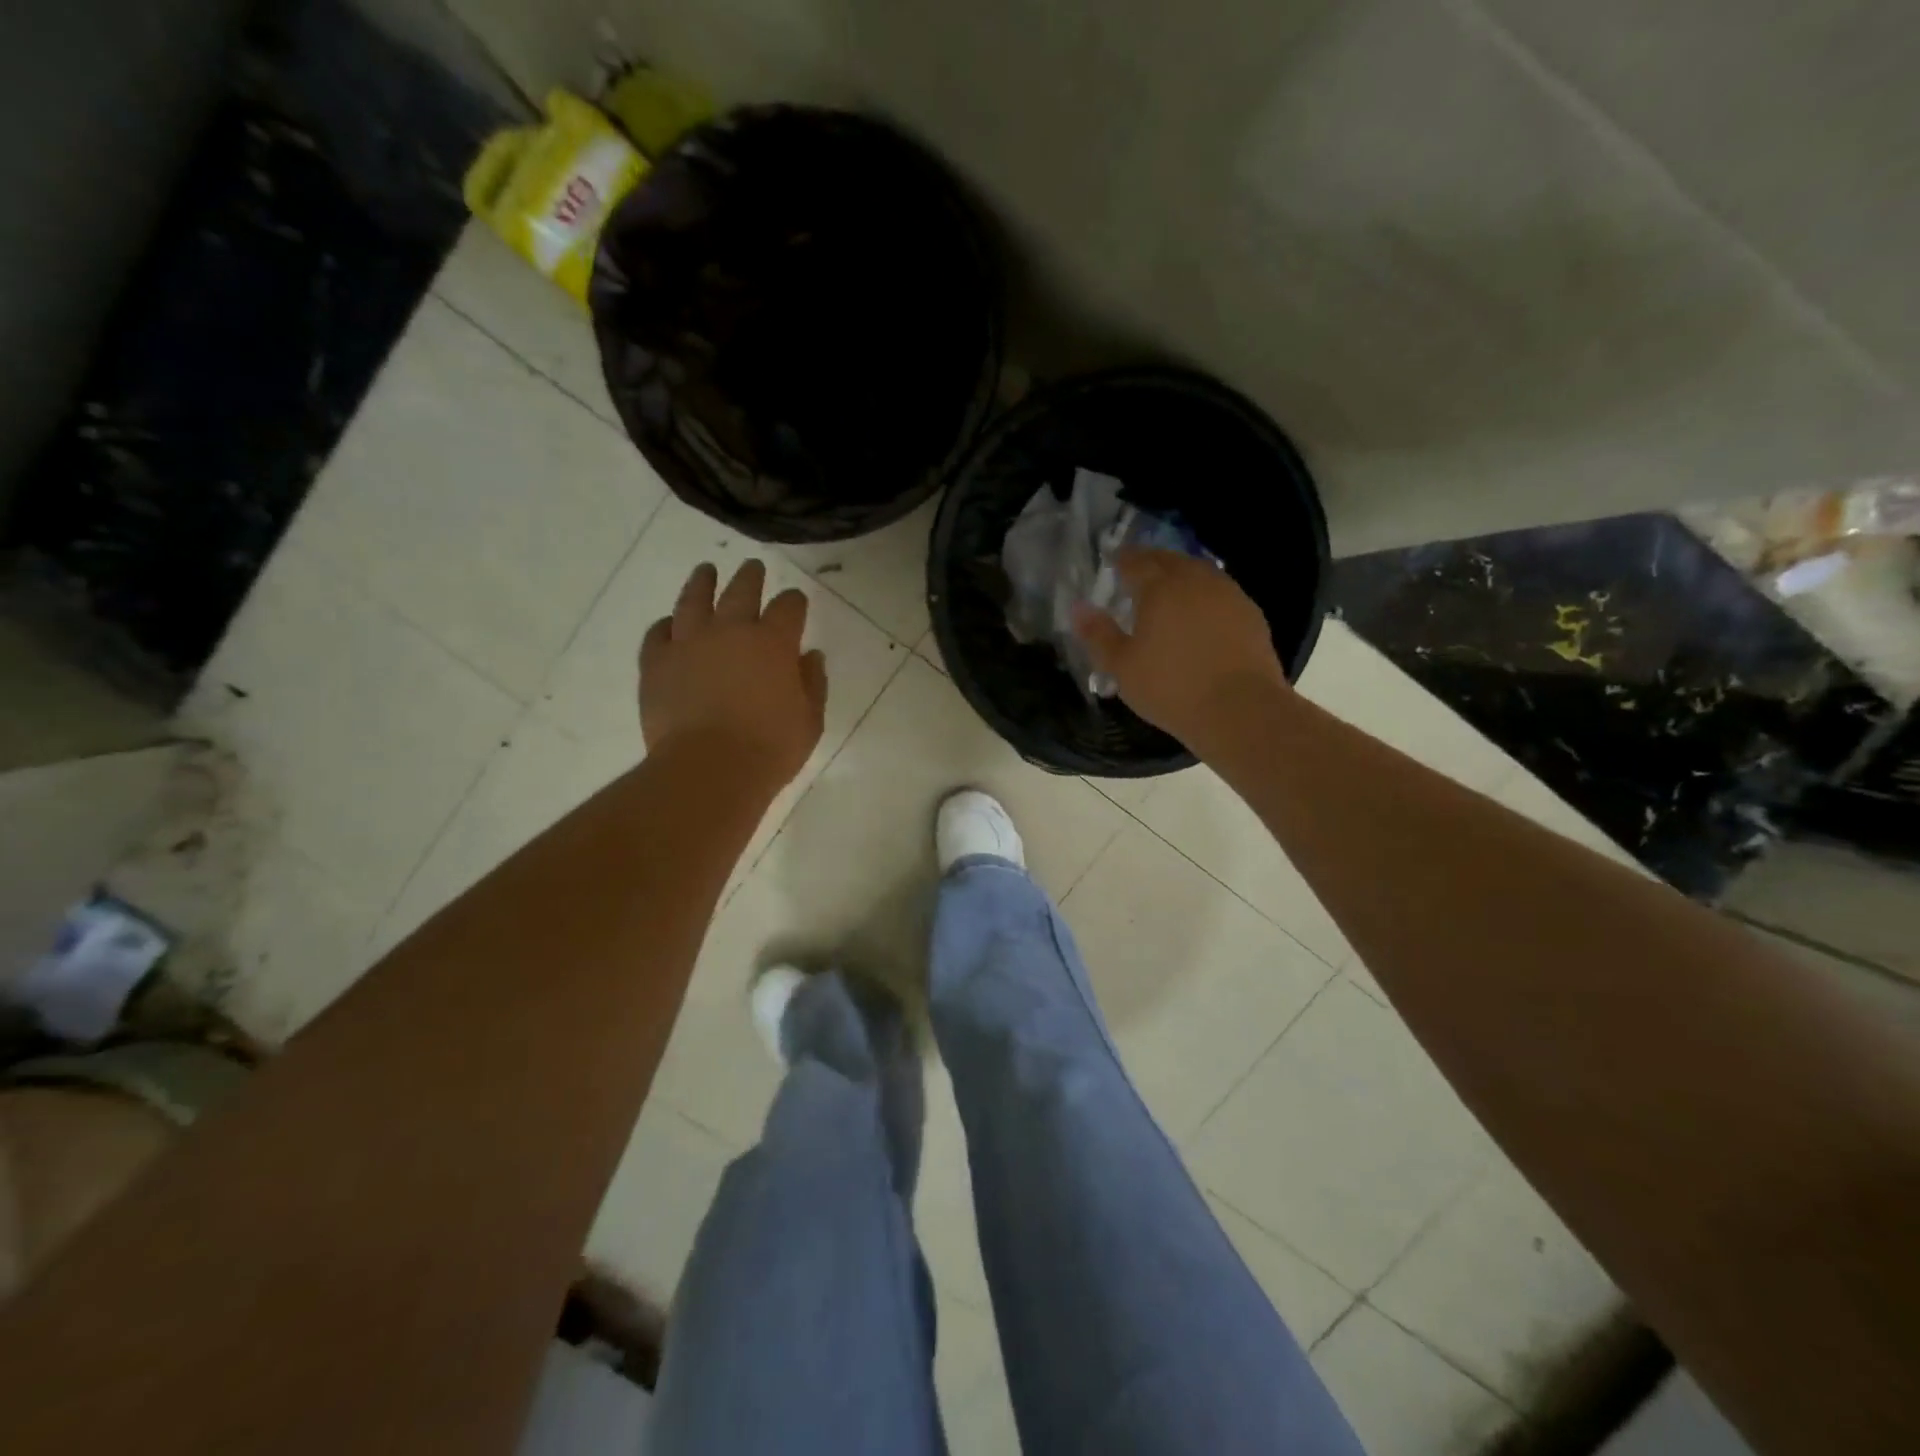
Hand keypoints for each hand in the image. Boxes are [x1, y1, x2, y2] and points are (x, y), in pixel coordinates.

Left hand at [640, 560, 827, 788]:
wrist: (708, 769)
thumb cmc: (769, 749)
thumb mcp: (809, 721)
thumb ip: (813, 684)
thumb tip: (810, 657)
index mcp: (773, 642)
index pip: (788, 607)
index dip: (794, 602)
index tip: (795, 602)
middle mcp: (730, 630)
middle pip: (741, 590)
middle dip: (751, 577)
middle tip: (753, 567)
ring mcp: (688, 643)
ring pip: (694, 600)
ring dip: (702, 582)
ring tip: (705, 571)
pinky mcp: (656, 663)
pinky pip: (658, 633)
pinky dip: (665, 625)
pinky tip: (669, 623)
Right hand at [1072, 548, 1287, 747]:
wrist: (1241, 709)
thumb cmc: (1171, 687)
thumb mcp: (1122, 666)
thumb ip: (1098, 634)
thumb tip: (1078, 607)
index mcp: (1160, 586)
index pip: (1135, 561)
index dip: (1121, 560)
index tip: (1112, 562)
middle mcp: (1195, 580)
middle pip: (1169, 560)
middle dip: (1150, 562)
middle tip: (1137, 573)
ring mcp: (1228, 594)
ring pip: (1198, 573)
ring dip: (1180, 576)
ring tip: (1168, 592)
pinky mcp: (1251, 614)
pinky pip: (1220, 593)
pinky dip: (1204, 596)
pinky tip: (1201, 615)